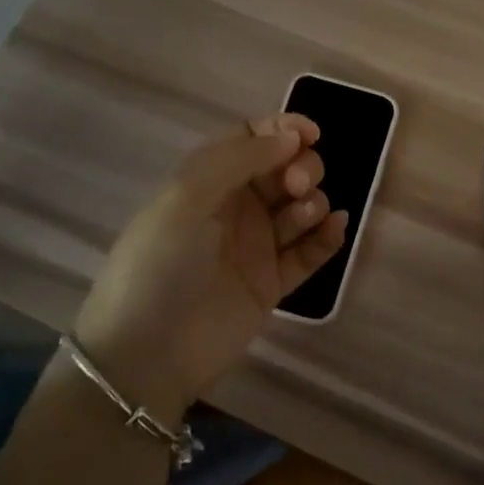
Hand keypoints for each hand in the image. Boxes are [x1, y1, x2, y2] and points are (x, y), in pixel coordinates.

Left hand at [74, 113, 347, 423]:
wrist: (147, 354)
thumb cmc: (160, 263)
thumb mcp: (187, 196)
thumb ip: (240, 157)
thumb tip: (290, 136)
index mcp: (207, 180)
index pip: (251, 139)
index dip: (282, 130)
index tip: (311, 134)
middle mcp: (234, 208)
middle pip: (283, 170)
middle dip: (301, 166)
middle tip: (297, 185)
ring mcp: (255, 246)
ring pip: (300, 207)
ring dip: (313, 200)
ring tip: (306, 213)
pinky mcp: (272, 283)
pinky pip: (309, 252)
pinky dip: (326, 236)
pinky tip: (335, 227)